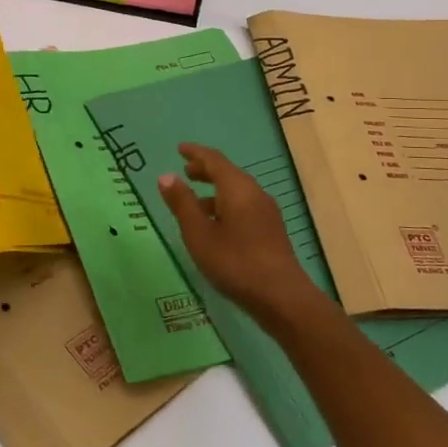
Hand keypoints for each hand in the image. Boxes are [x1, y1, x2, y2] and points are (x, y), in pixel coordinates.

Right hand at [158, 144, 325, 327]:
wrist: (281, 296)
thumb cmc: (235, 262)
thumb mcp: (199, 234)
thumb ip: (182, 203)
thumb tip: (166, 176)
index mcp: (237, 188)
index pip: (214, 160)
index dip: (195, 153)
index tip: (180, 149)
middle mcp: (255, 193)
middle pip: (228, 173)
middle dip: (206, 171)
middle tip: (186, 172)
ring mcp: (266, 212)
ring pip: (236, 192)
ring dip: (215, 191)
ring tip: (194, 204)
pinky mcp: (271, 230)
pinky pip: (244, 206)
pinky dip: (225, 206)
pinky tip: (216, 226)